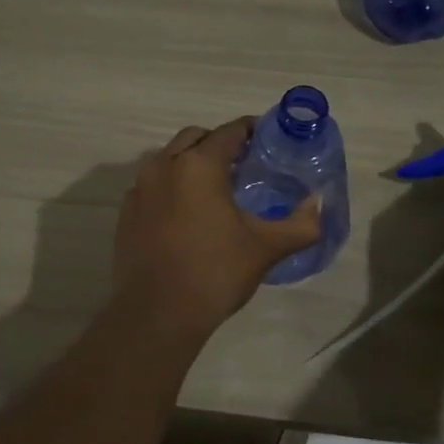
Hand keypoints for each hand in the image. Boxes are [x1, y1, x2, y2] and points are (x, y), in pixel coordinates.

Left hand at [113, 118, 322, 333]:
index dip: (251, 130)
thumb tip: (318, 205)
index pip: (229, 131)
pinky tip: (185, 216)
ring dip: (191, 164)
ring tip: (214, 190)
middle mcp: (164, 165)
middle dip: (219, 144)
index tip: (267, 139)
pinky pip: (152, 186)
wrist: (158, 314)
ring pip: (169, 160)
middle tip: (242, 165)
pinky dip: (170, 188)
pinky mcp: (126, 213)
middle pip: (195, 138)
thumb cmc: (215, 273)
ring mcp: (139, 189)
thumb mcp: (266, 248)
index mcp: (199, 165)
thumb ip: (301, 224)